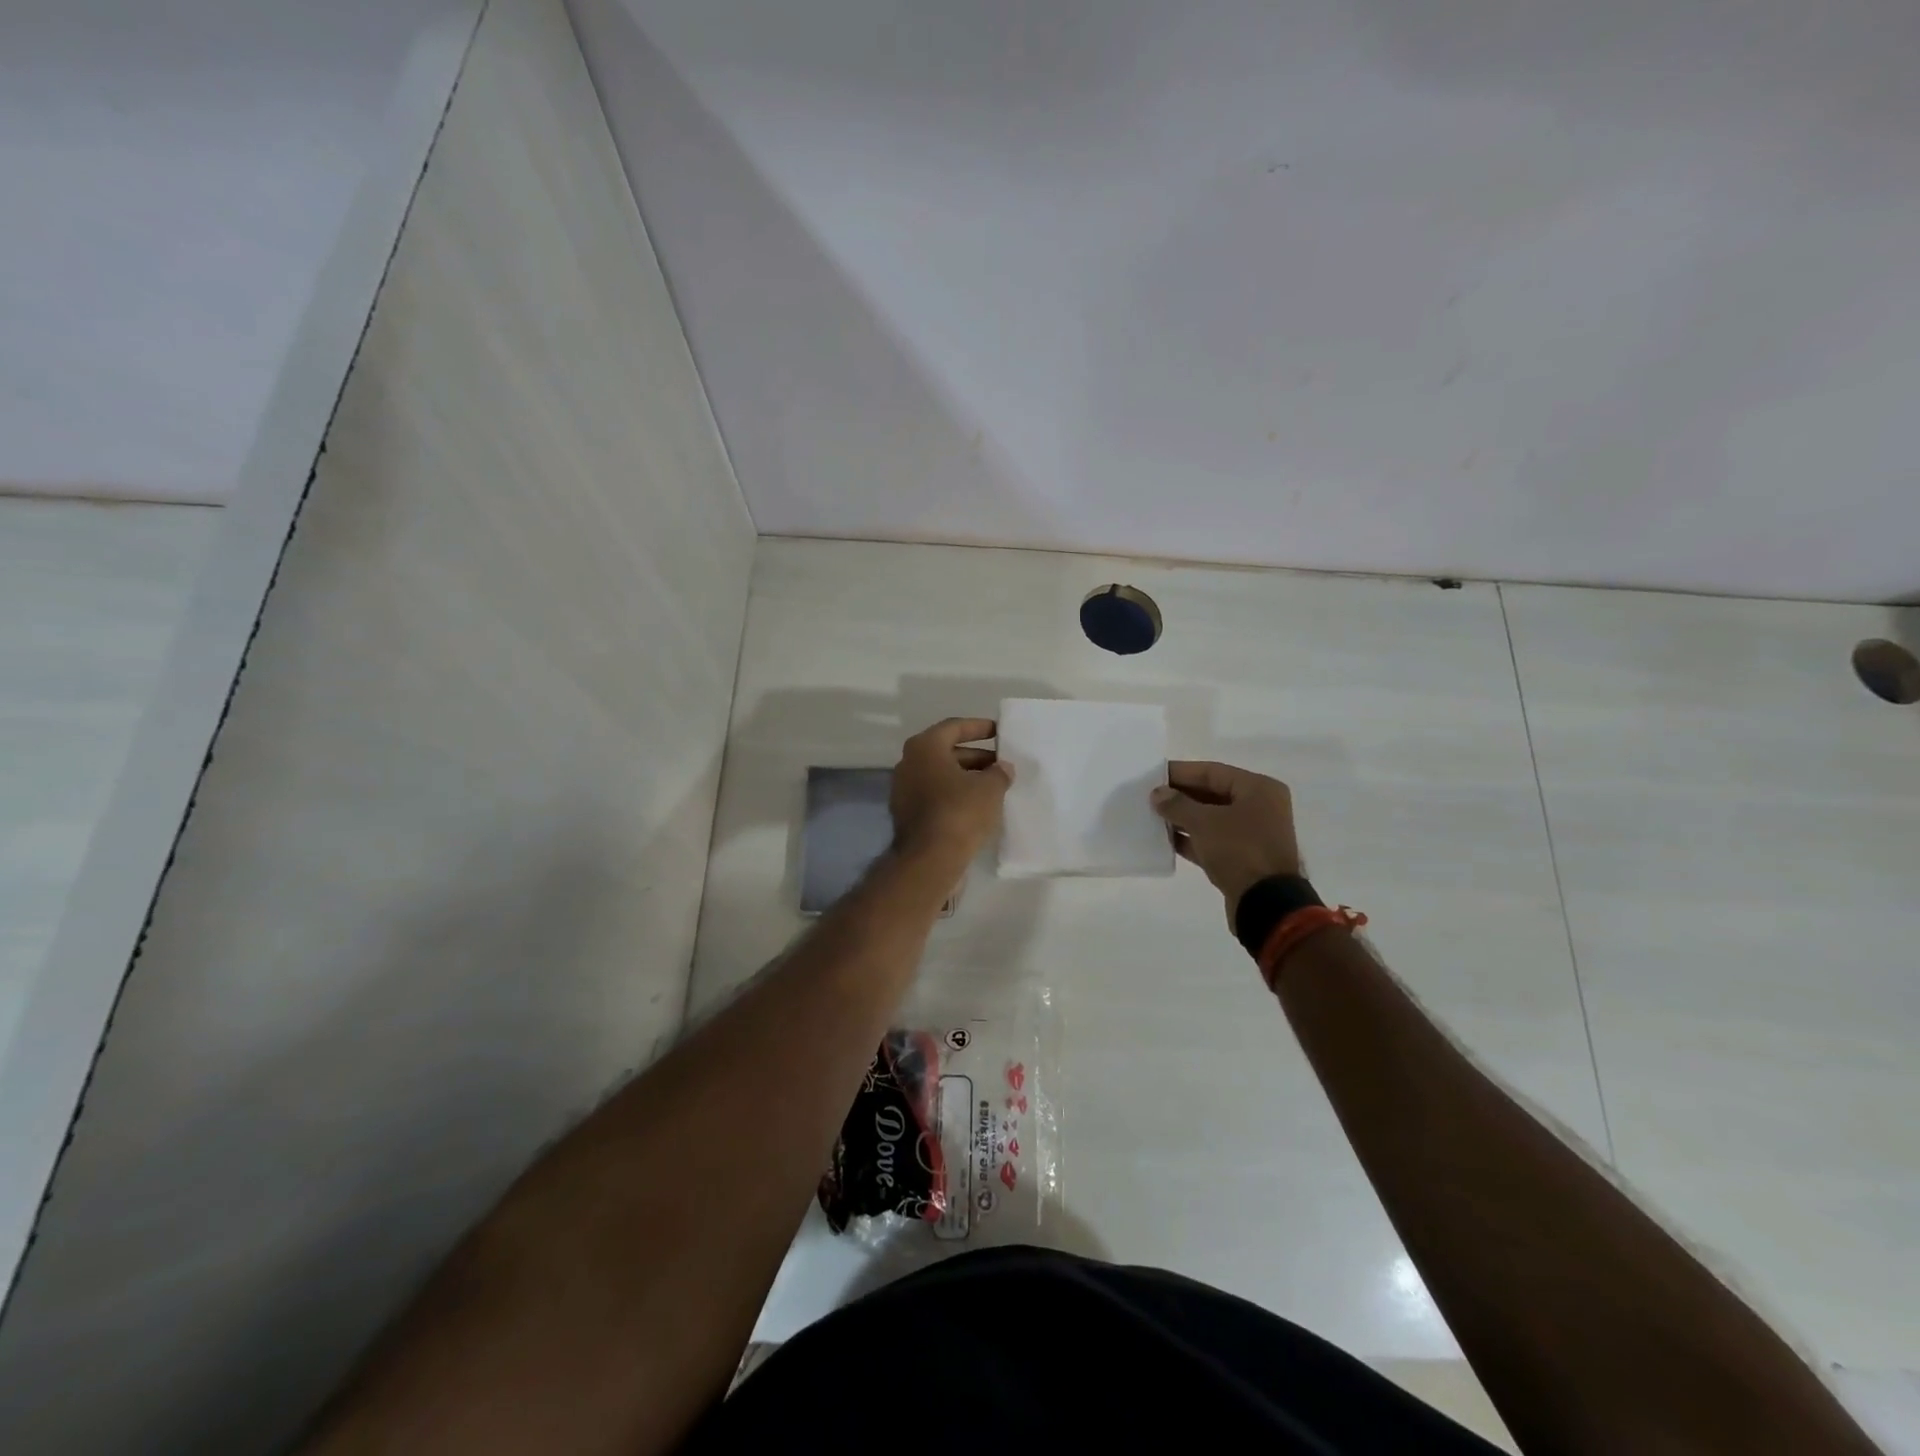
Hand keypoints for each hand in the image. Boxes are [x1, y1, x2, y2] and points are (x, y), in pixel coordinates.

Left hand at [889, 718, 1013, 863]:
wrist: (929, 859)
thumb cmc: (960, 812)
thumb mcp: (990, 788)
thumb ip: (999, 772)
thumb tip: (1002, 768)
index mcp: (924, 748)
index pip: (954, 727)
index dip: (979, 728)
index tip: (999, 732)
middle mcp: (909, 763)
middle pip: (946, 752)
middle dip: (976, 756)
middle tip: (1001, 763)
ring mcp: (904, 790)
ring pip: (941, 776)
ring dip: (966, 777)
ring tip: (994, 785)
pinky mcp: (907, 814)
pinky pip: (935, 795)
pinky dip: (955, 795)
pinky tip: (977, 806)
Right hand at [1151, 761, 1301, 922]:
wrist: (1266, 903)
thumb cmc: (1239, 850)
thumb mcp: (1204, 822)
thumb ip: (1177, 805)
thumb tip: (1157, 794)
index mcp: (1258, 789)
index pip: (1212, 772)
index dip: (1181, 772)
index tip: (1153, 775)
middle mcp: (1259, 807)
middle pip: (1212, 794)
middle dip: (1180, 796)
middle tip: (1149, 797)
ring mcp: (1252, 834)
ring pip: (1211, 819)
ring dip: (1183, 818)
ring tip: (1152, 817)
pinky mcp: (1243, 858)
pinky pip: (1212, 841)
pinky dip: (1191, 839)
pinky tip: (1165, 840)